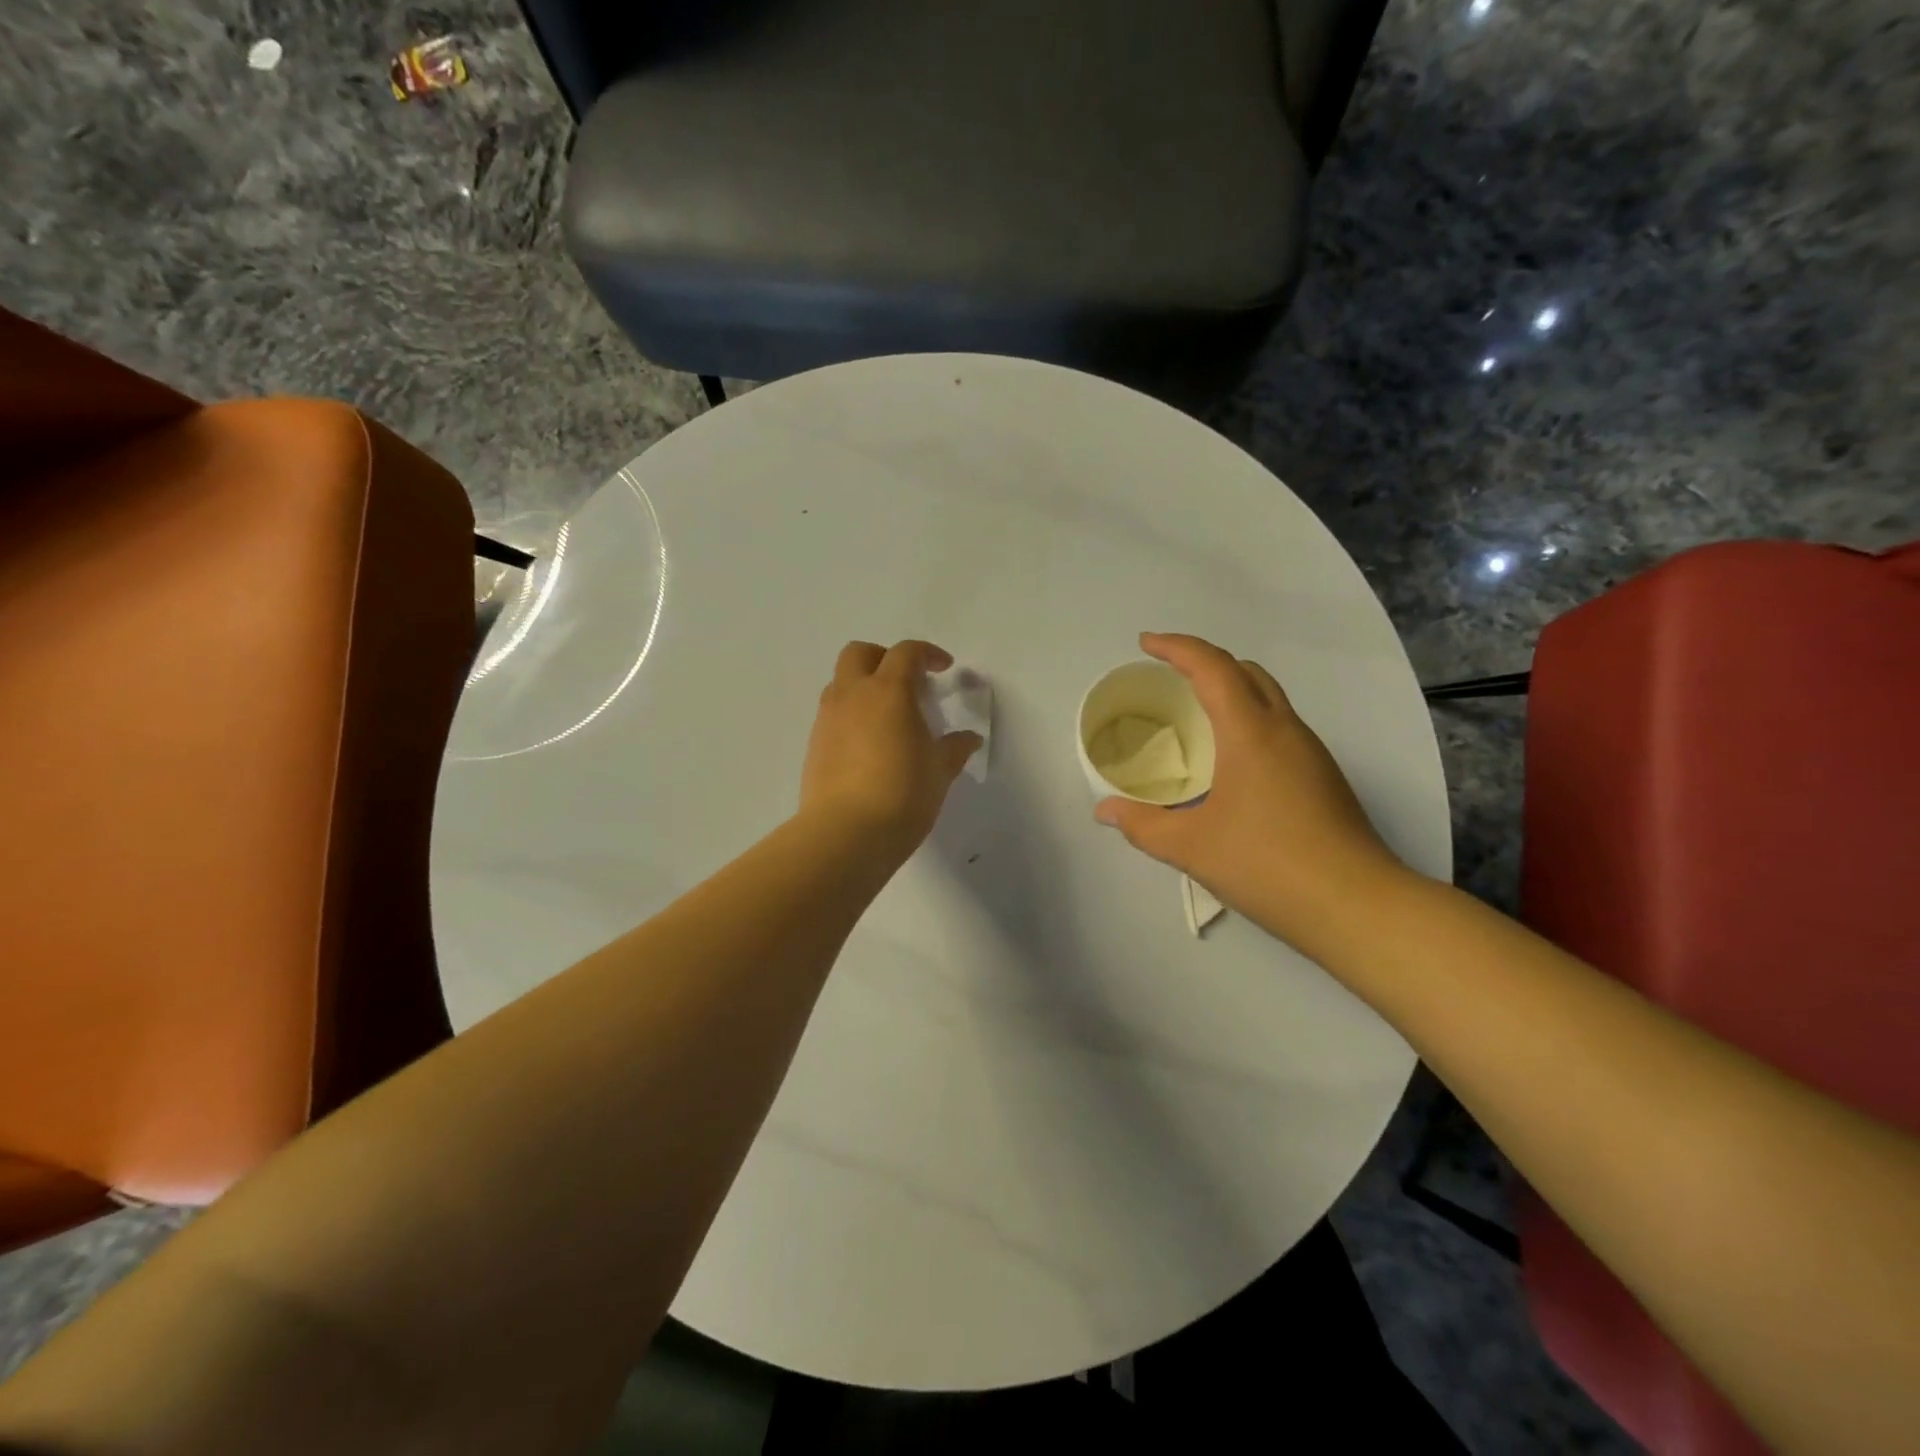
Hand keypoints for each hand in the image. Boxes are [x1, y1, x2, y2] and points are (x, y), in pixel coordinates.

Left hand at [800, 640, 982, 859]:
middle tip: (907, 682)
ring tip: (887, 717)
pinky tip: (869, 745)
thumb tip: (969, 738)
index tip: (944, 669)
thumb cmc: (903, 794)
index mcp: (888, 692)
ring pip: (841, 683)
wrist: (846, 834)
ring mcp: (828, 719)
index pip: (906, 653)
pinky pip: (832, 714)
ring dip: (864, 686)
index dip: (927, 654)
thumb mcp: (939, 771)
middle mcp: (852, 696)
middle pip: (859, 653)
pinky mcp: (814, 745)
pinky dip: (851, 715)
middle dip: (883, 658)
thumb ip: (954, 748)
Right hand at [1094, 633, 1411, 950]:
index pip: (1213, 667)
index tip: (1146, 644)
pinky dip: (1248, 720)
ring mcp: (1311, 753)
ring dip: (1231, 690)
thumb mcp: (1190, 847)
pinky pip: (1279, 727)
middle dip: (1205, 662)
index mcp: (1251, 732)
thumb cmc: (1267, 864)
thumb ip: (1142, 825)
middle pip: (1246, 672)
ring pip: (1268, 698)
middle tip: (1169, 677)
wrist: (1357, 906)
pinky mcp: (1323, 777)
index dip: (1177, 647)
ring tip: (1195, 715)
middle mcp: (1285, 730)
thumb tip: (1105, 811)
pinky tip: (1230, 760)